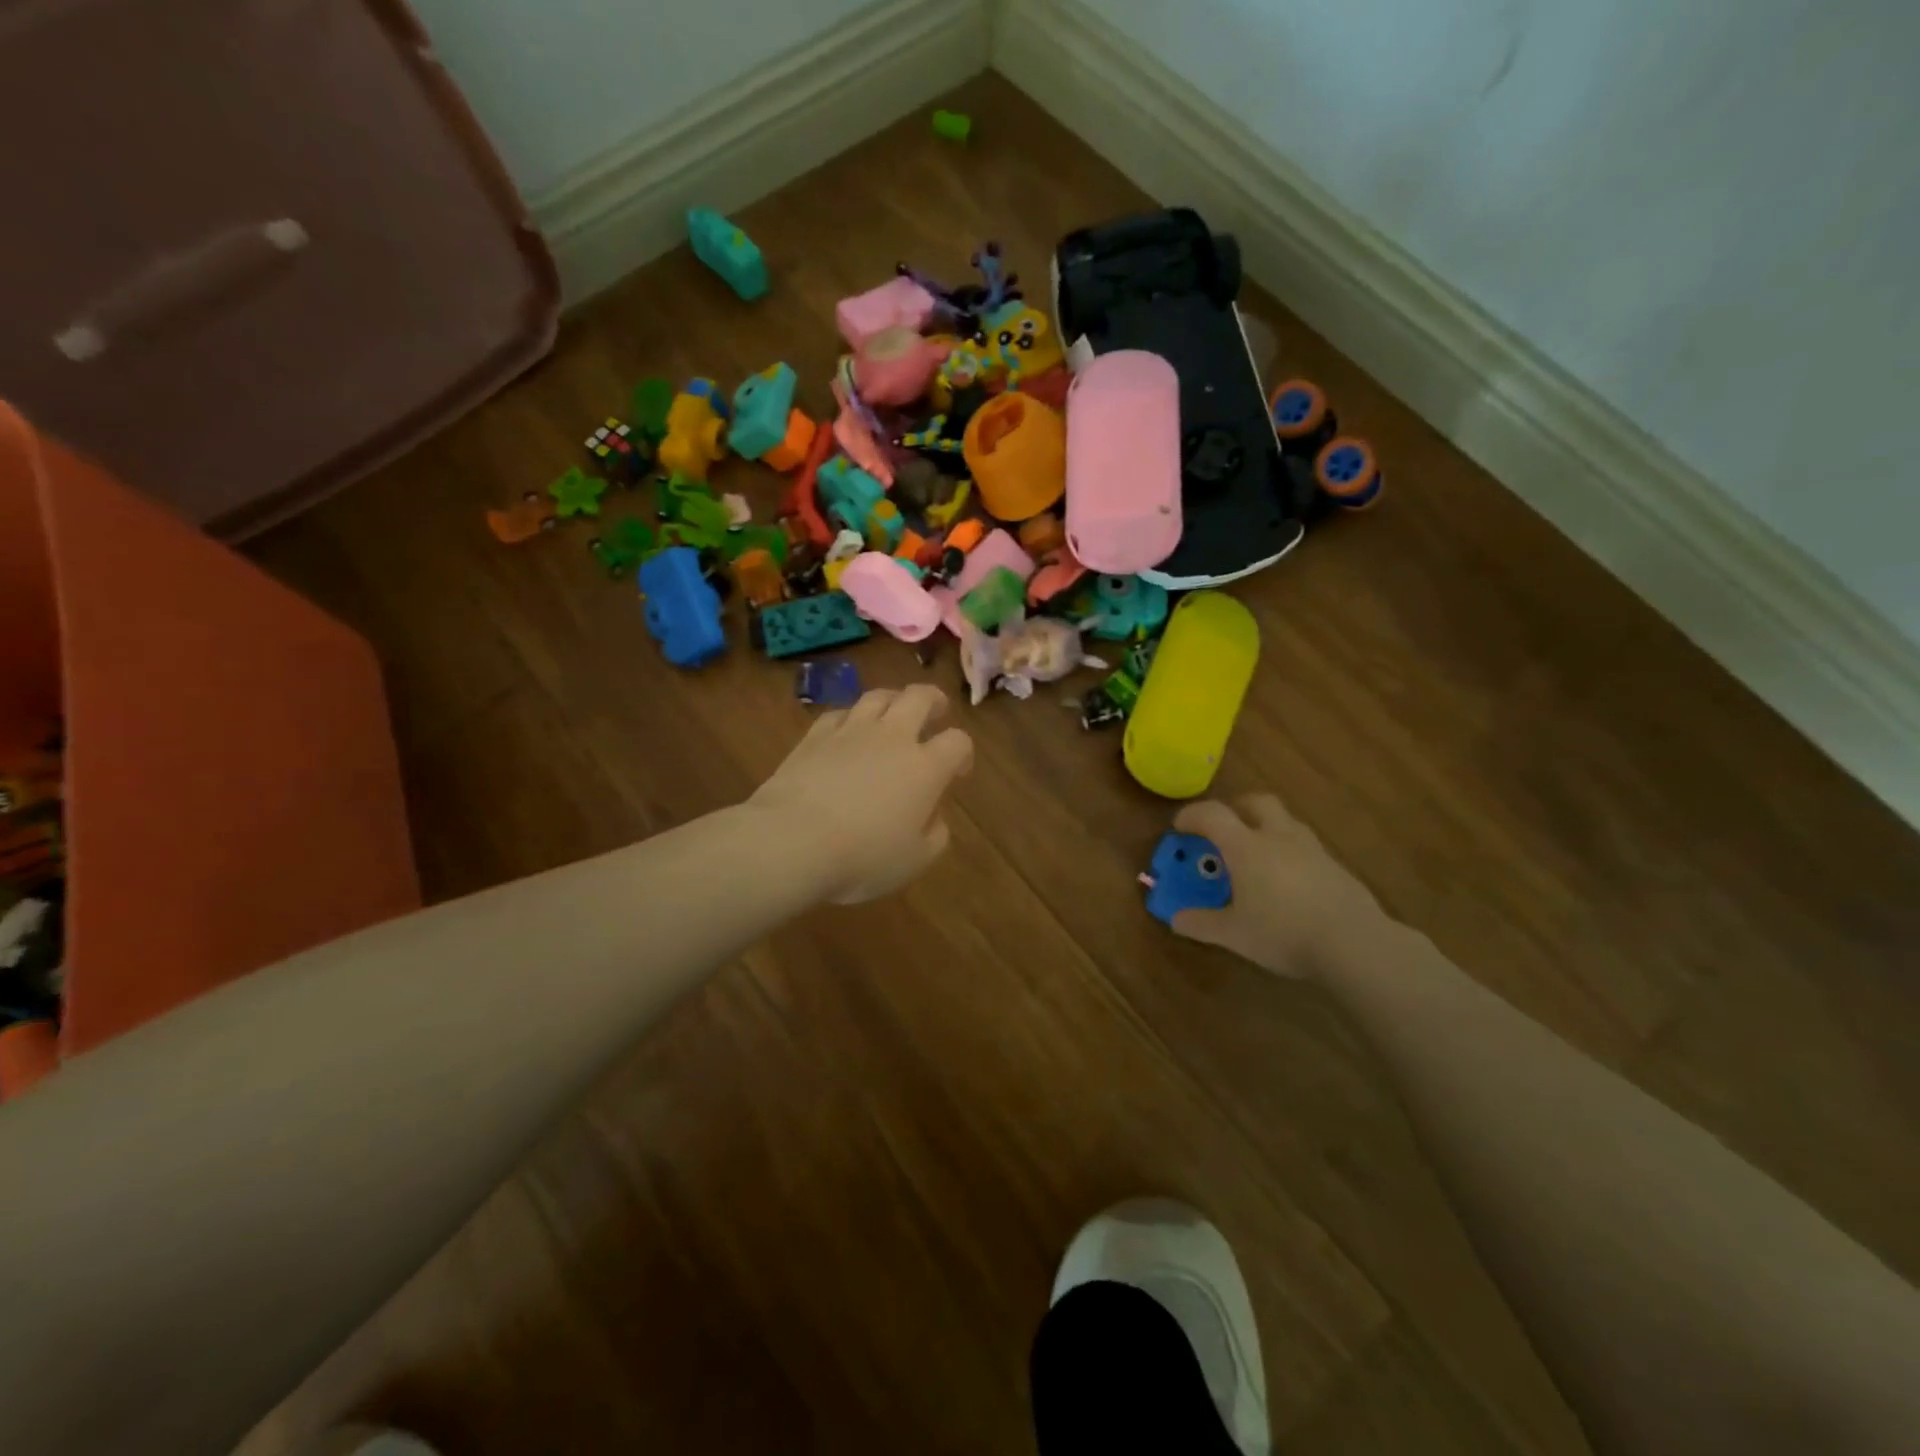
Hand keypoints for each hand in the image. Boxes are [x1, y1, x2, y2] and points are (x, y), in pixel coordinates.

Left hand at [751, 685, 973, 903]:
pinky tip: (847, 730)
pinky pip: (839, 714)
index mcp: (925, 768)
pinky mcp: (815, 736)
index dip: (963, 753)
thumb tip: (933, 817)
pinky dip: (850, 718)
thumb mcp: (914, 861)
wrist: (792, 841)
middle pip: (920, 698)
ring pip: (878, 696)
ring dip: (893, 699)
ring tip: (894, 711)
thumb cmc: (862, 857)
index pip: (957, 742)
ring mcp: (851, 731)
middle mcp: (892, 738)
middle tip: (937, 711)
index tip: (958, 771)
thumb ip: (934, 836)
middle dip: (934, 700)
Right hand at [1170, 794, 1383, 977]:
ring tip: (1256, 854)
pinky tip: (1287, 882)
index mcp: (1247, 847)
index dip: (1192, 815)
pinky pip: (1305, 847)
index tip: (1179, 827)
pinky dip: (1289, 852)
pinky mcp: (1336, 867)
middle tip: (1224, 828)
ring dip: (1266, 827)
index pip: (1213, 815)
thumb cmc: (1283, 933)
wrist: (1355, 944)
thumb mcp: (1234, 934)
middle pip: (1257, 802)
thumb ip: (1202, 924)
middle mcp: (1279, 837)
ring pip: (1286, 822)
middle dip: (1236, 808)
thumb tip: (1175, 918)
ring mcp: (1312, 849)